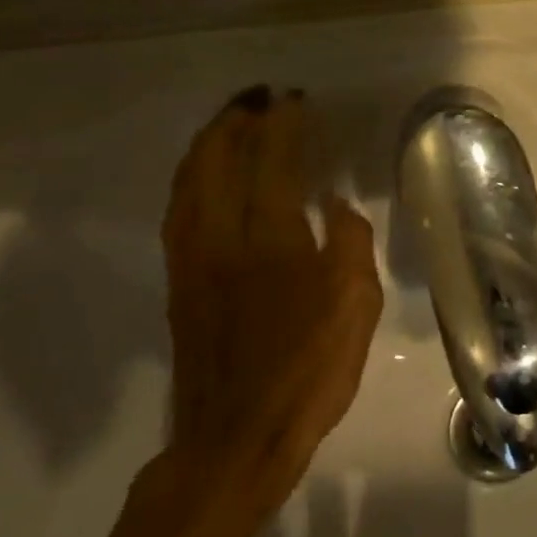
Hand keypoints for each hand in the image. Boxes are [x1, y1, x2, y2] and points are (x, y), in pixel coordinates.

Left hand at [158, 86, 382, 523]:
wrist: (236, 438)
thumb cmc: (308, 370)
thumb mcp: (356, 304)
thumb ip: (349, 243)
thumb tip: (335, 205)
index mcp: (270, 238)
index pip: (272, 161)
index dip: (283, 124)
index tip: (294, 98)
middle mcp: (221, 237)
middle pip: (216, 160)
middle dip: (236, 121)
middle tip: (258, 98)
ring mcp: (192, 260)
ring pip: (189, 183)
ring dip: (207, 145)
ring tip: (230, 124)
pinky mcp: (180, 283)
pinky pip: (180, 211)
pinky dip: (192, 179)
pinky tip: (205, 179)